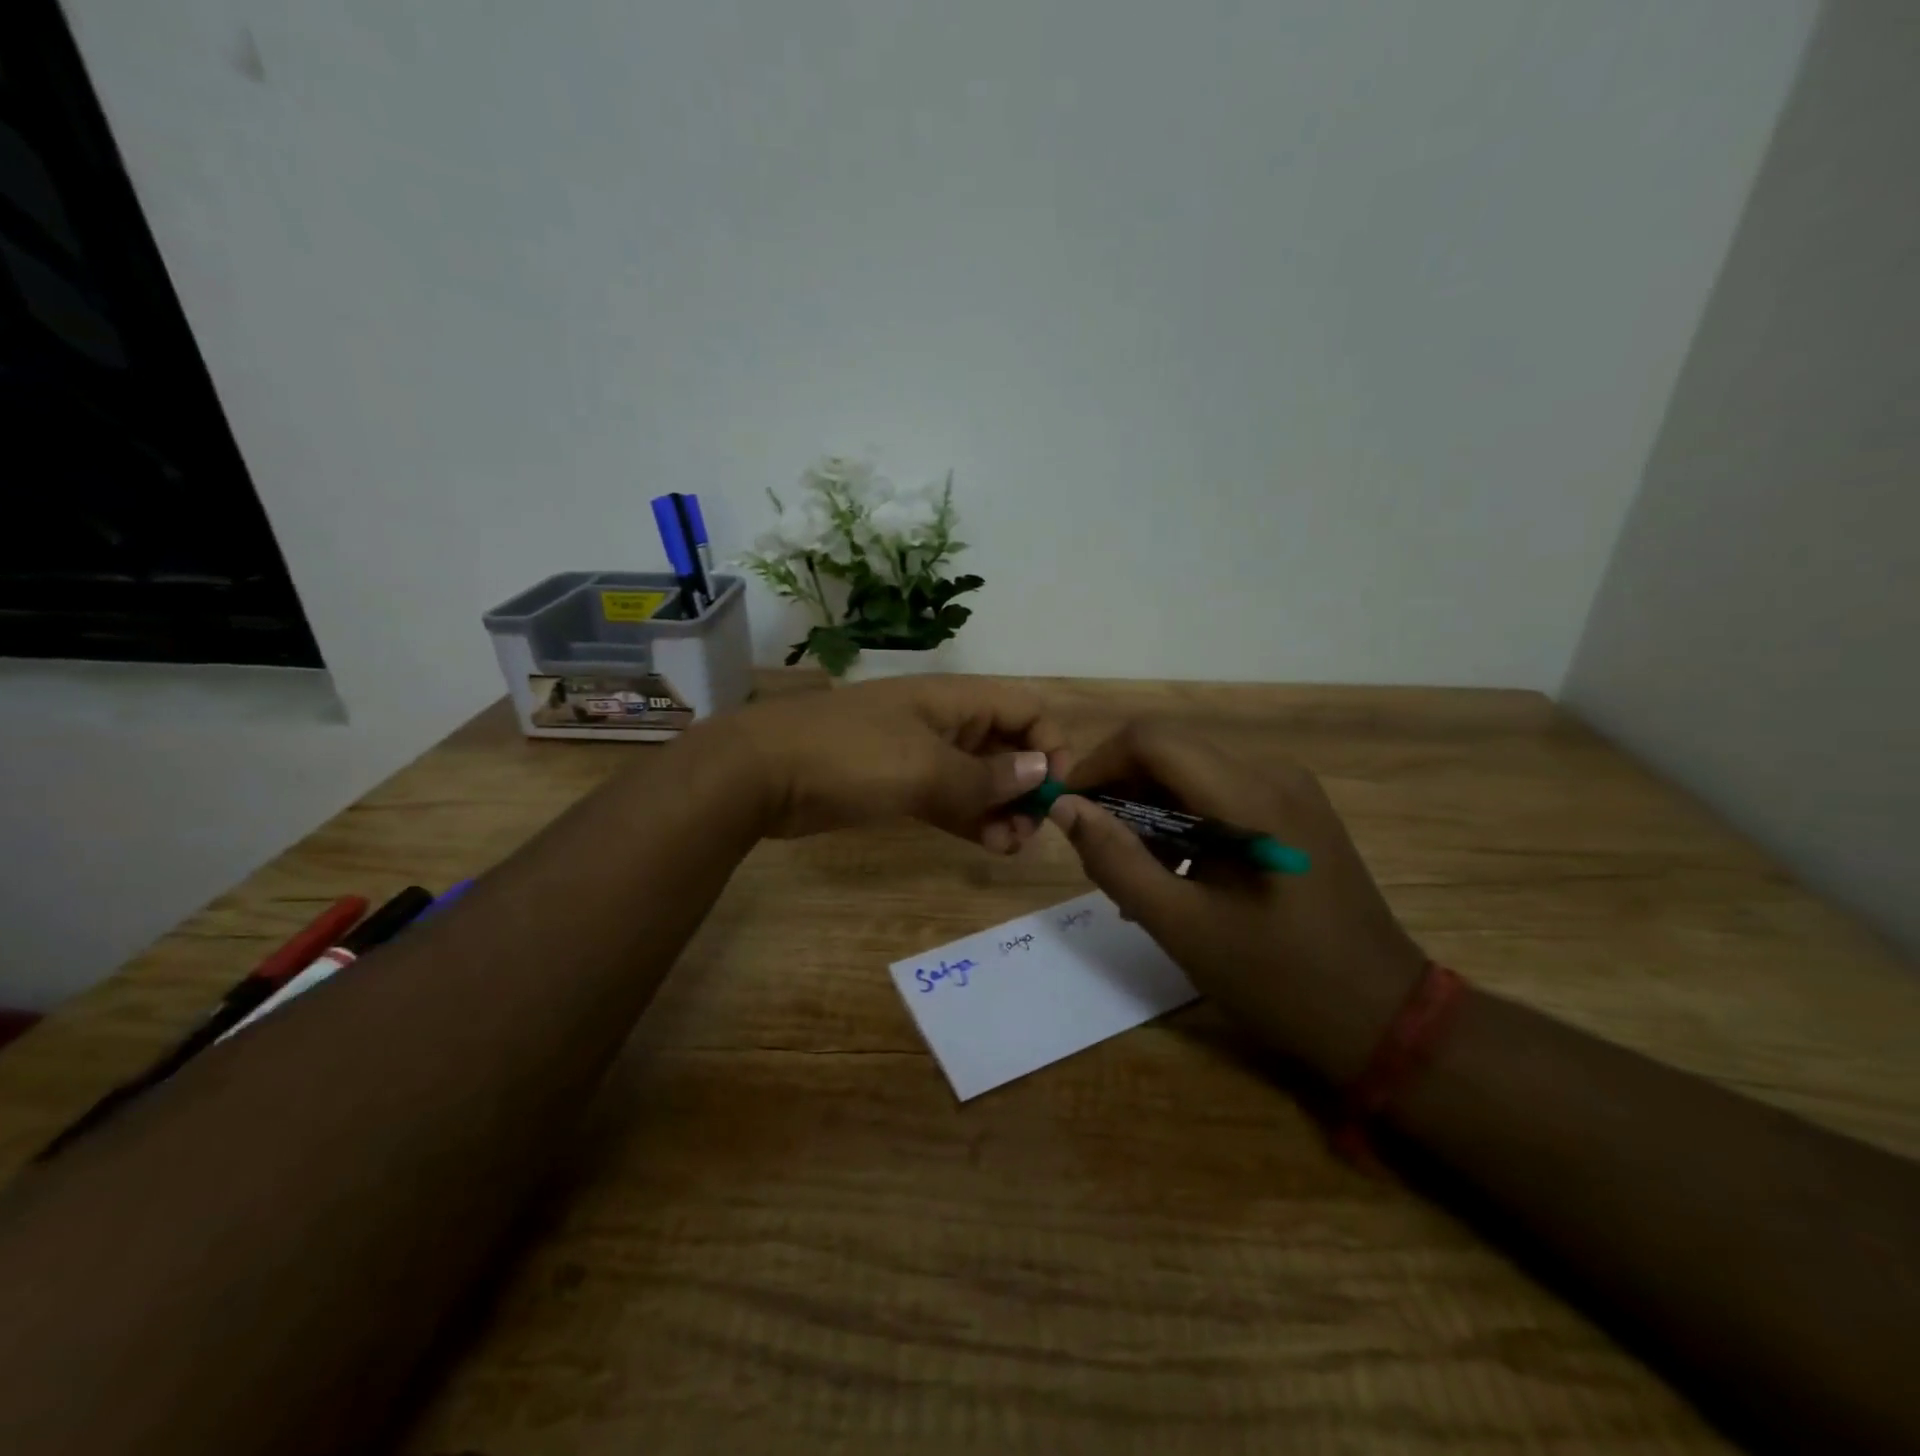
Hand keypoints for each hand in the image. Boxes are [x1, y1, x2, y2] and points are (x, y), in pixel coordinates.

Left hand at [712, 676, 1070, 847]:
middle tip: (1029, 830)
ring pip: (978, 778)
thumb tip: (1041, 772)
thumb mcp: (925, 767)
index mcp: (955, 700)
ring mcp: (919, 754)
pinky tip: (990, 845)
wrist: (761, 772)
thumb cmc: (851, 756)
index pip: (1025, 709)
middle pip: (1007, 746)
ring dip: (1002, 809)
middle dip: (1026, 786)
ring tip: (1012, 846)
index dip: (1050, 745)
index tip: (1053, 792)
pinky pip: (948, 799)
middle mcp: (944, 722)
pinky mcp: (897, 785)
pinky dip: (971, 819)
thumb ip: (986, 776)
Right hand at [1050, 722, 1427, 1078]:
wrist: (1383, 1018)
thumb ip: (1117, 861)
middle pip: (1171, 755)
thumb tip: (1065, 808)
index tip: (1068, 811)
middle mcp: (1272, 774)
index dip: (1098, 765)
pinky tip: (1175, 876)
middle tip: (1097, 855)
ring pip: (1191, 776)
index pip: (1151, 740)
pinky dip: (1182, 826)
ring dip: (1149, 814)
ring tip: (1133, 877)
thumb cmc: (1281, 979)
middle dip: (1121, 795)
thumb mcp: (1183, 927)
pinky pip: (1218, 798)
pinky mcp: (1293, 813)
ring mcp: (1289, 791)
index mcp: (1250, 796)